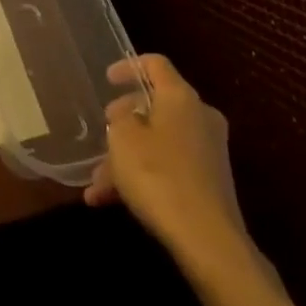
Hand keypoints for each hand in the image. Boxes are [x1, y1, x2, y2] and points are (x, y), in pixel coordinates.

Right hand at [85, 54, 247, 262]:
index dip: (129, 66)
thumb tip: (128, 114)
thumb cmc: (159, 175)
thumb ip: (120, 117)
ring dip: (128, 158)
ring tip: (96, 184)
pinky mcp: (210, 183)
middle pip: (156, 107)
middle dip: (124, 123)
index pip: (155, 64)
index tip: (107, 79)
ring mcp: (208, 151)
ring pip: (159, 143)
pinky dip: (143, 178)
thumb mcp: (123, 138)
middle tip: (102, 134)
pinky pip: (169, 168)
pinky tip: (111, 202)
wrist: (208, 241)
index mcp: (181, 96)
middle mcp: (200, 116)